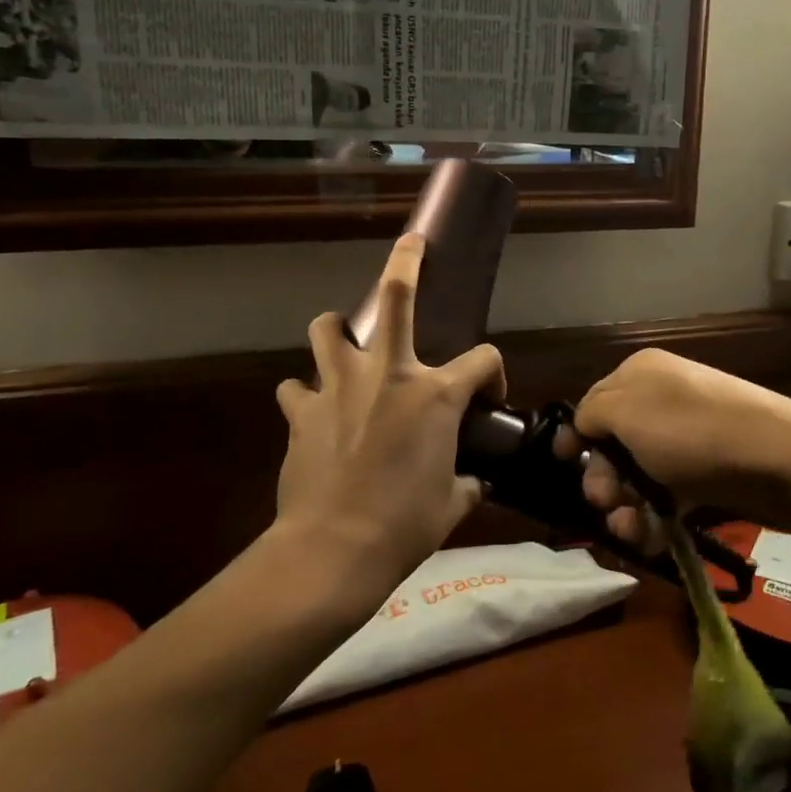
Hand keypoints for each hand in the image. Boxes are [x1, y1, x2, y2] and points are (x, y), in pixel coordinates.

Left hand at [275, 233, 505, 582]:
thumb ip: (468, 483)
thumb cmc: (405, 525)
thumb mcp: (452, 504)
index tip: (489, 397)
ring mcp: (339, 386)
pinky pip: (297, 386)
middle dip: (405, 262)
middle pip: (396, 297)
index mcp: (435, 394)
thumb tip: (473, 481)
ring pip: (327, 328)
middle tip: (410, 244)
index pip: (482, 359)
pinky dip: (305, 392)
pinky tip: (311, 409)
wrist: (335, 548)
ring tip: (341, 341)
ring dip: (335, 329)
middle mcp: (388, 374)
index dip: (493, 373)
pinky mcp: (301, 410)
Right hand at [556, 349, 790, 554]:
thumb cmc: (692, 431)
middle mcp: (662, 401)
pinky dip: (655, 519)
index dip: (577, 437)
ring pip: (639, 477)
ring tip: (629, 530)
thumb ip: (590, 414)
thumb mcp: (626, 411)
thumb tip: (584, 426)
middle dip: (603, 478)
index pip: (594, 404)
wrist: (781, 459)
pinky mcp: (707, 475)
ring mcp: (687, 439)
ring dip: (626, 507)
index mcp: (640, 374)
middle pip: (613, 444)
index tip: (565, 466)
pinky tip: (650, 539)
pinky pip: (668, 497)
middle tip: (606, 502)